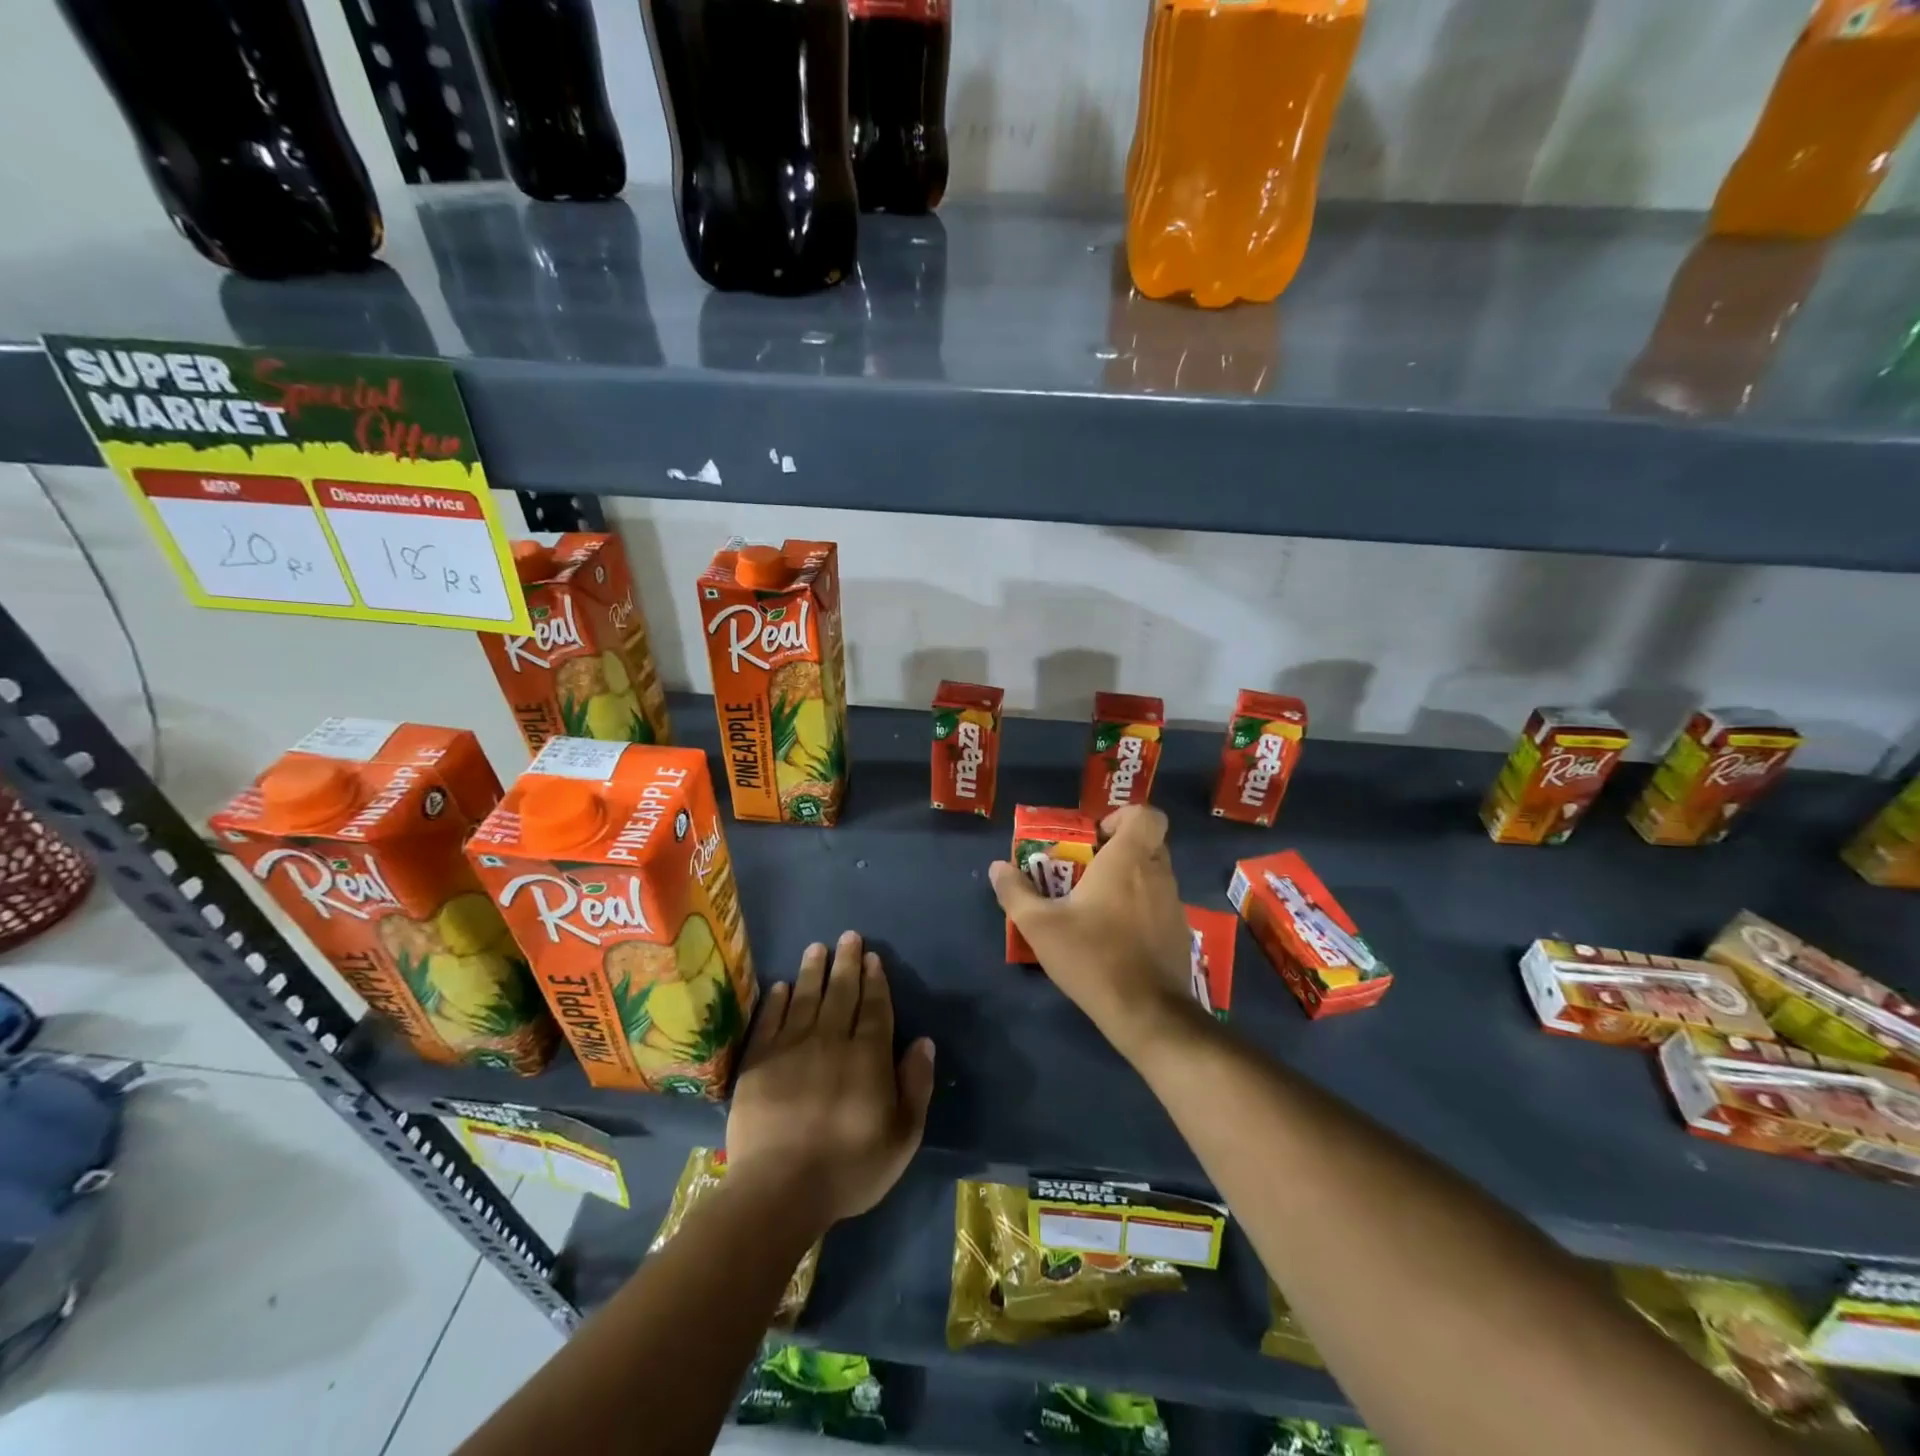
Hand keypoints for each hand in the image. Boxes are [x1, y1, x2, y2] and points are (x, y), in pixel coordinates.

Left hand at [727, 931, 935, 1226]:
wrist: (778, 1190)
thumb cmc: (848, 1168)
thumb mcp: (902, 1136)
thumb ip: (916, 1085)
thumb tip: (923, 1042)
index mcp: (868, 1056)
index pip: (875, 1007)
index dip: (875, 980)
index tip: (872, 957)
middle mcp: (831, 1040)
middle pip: (841, 993)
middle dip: (846, 963)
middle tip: (848, 936)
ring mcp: (791, 1048)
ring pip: (806, 998)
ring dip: (813, 971)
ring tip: (817, 947)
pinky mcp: (758, 1062)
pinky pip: (769, 1021)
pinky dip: (777, 1001)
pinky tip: (782, 986)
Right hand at [989, 805, 1199, 1059]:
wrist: (1147, 1012)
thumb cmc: (1093, 956)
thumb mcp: (1040, 925)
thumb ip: (1015, 892)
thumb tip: (997, 868)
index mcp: (1128, 859)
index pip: (1147, 814)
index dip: (1123, 817)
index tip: (1095, 838)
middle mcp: (1158, 873)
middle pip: (1148, 842)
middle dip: (1119, 848)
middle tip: (1088, 870)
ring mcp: (1175, 904)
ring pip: (1155, 874)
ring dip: (1130, 879)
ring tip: (1097, 906)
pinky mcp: (1180, 932)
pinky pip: (1160, 904)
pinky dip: (1141, 908)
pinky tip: (1116, 936)